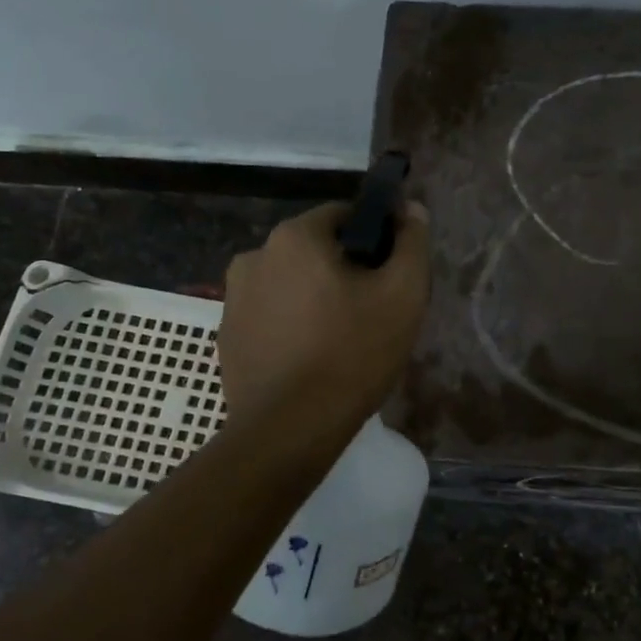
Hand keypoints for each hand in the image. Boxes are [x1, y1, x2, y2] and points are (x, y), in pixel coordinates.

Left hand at [218, 200, 431, 426]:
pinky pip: (270, 316)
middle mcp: (254, 256)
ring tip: (341, 338)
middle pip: (313, 250)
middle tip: (372, 310)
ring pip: (289, 284)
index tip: (391, 272)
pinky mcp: (227, 336)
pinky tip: (311, 357)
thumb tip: (412, 210)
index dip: (374, 237)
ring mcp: (233, 298)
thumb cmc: (352, 353)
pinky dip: (291, 325)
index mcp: (294, 237)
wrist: (289, 430)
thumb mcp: (403, 295)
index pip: (342, 216)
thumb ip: (412, 244)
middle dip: (344, 270)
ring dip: (314, 297)